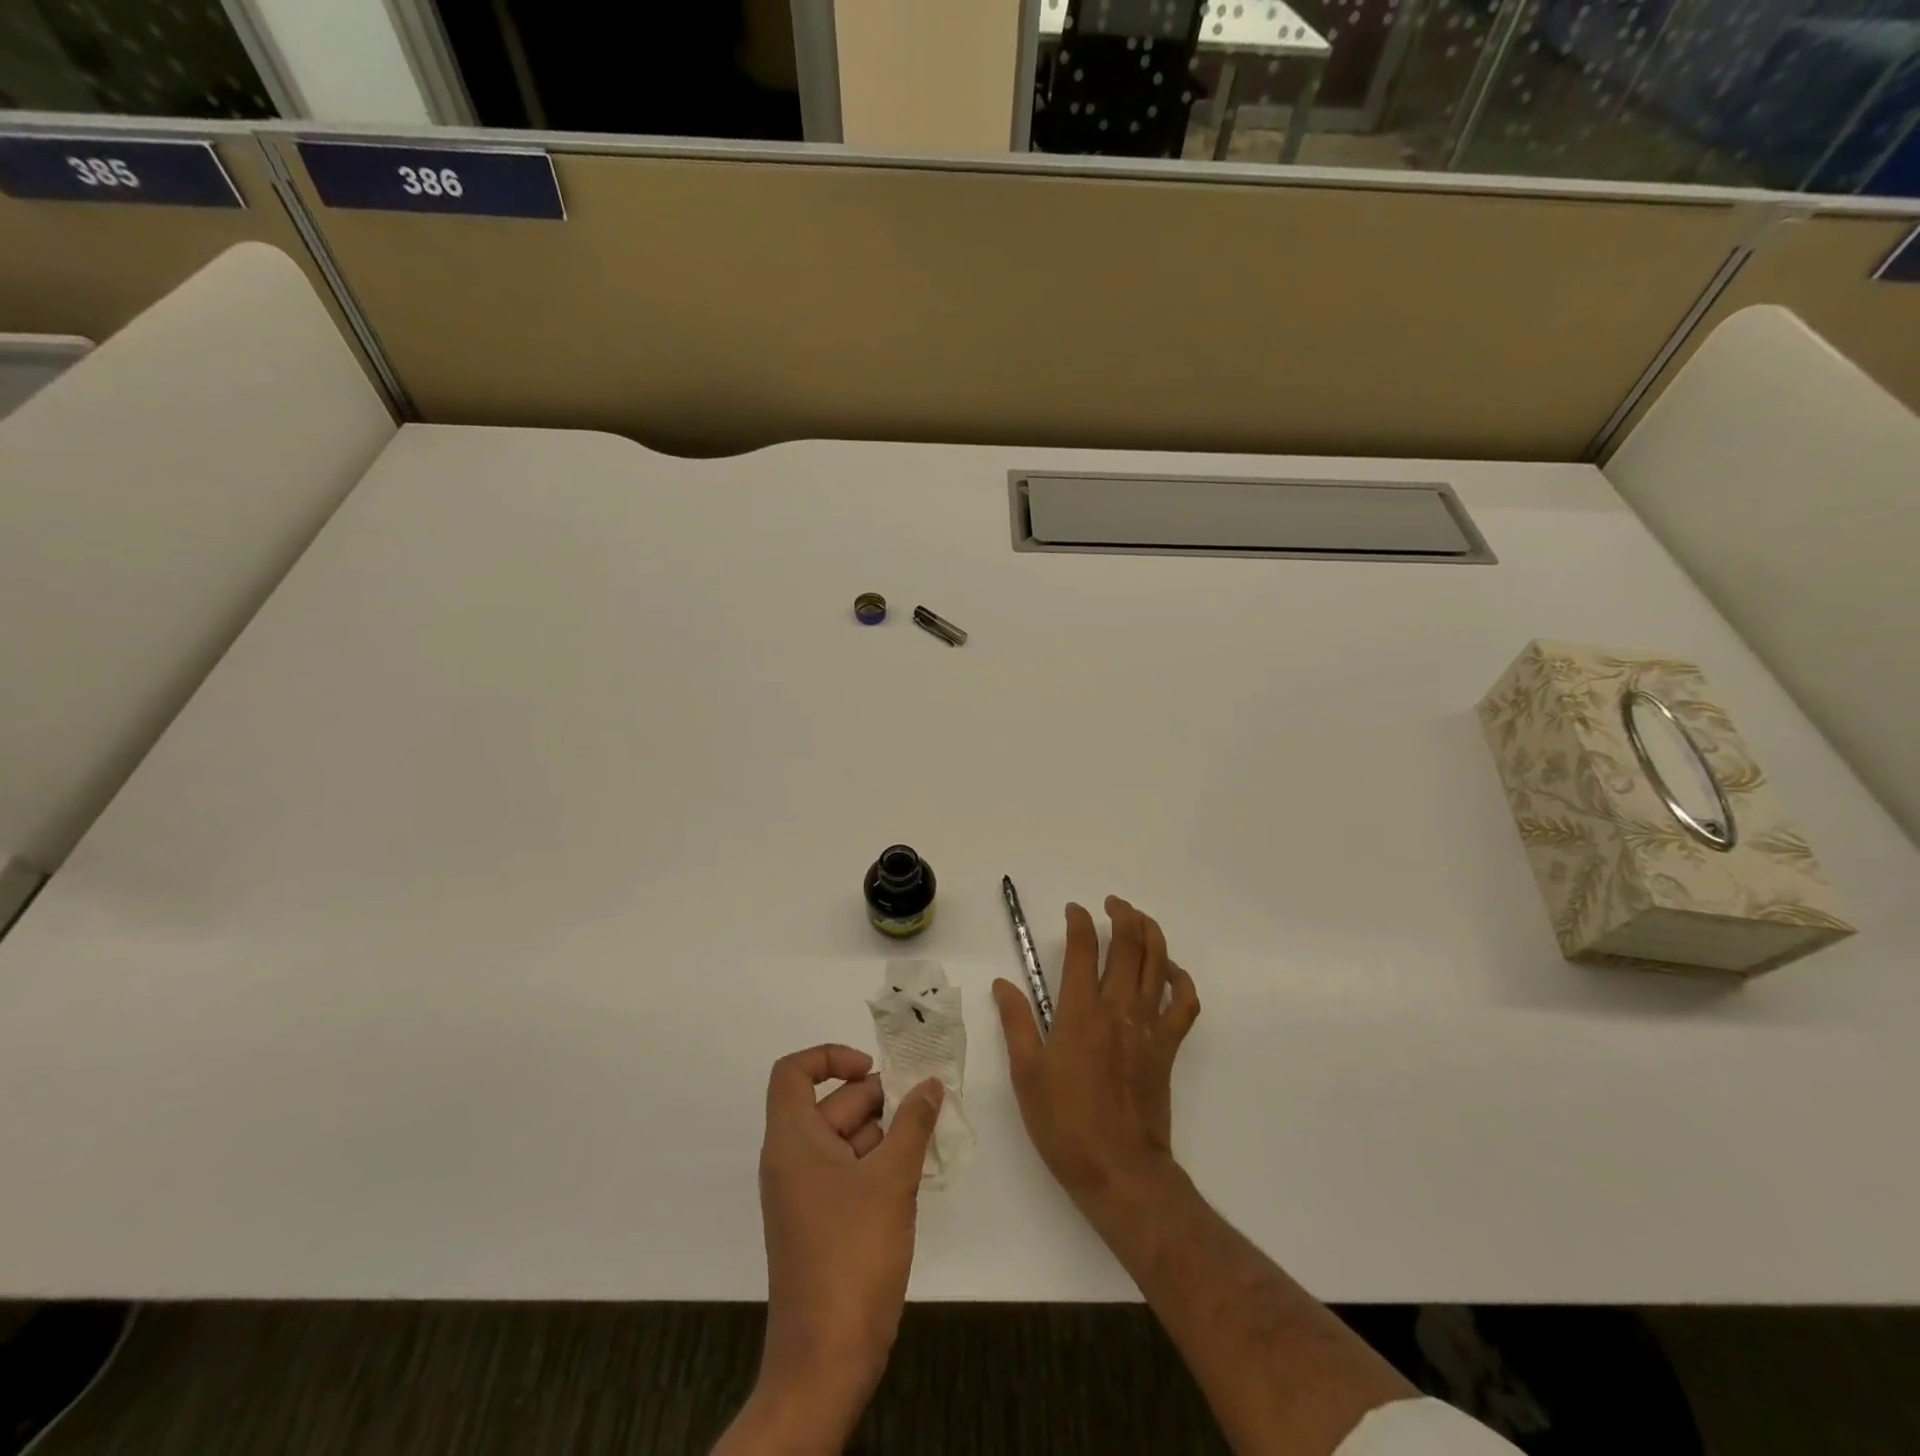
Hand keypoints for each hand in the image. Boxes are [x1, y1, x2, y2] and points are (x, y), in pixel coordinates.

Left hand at [749, 1044, 942, 1439]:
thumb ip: (913, 1124)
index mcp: (793, 1140)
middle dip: (878, 1099)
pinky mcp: (822, 1220)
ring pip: (846, 1139)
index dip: (830, 1057)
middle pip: (832, 1104)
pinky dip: (879, 1164)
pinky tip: (915, 1174)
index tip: (872, 1069)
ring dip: (886, 1133)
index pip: (793, 1072)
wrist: (826, 1360)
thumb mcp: (892, 1180)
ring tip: (927, 1138)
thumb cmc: (852, 1255)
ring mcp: (806, 1193)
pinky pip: (849, 1171)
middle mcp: (793, 1159)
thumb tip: (930, 1085)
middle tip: (925, 1104)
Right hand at [994, 897, 1199, 1207]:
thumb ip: (1016, 1022)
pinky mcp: (1168, 1048)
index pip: (1083, 949)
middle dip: (1122, 915)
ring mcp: (1148, 1026)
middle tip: (1111, 904)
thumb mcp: (1026, 1073)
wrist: (1119, 1170)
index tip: (1074, 910)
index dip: (1079, 922)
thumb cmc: (1064, 1123)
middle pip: (1129, 946)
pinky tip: (1171, 972)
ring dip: (1151, 934)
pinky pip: (1185, 1005)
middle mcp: (1118, 1009)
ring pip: (1159, 964)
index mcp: (1080, 1012)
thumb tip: (1003, 984)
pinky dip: (1181, 981)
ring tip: (1139, 919)